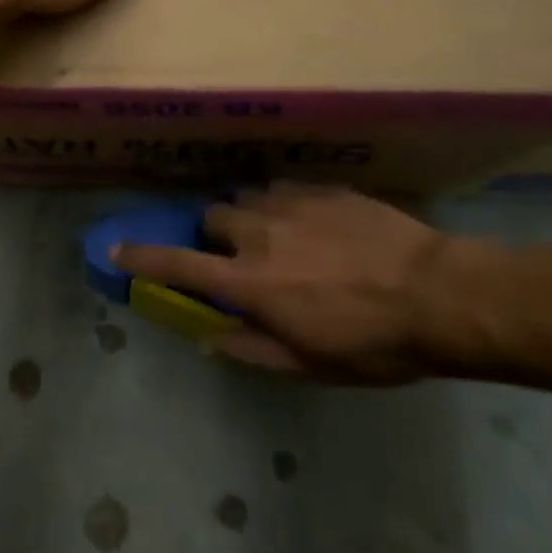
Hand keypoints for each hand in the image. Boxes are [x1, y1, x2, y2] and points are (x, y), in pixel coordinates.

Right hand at [112, 185, 497, 383]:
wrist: (438, 294)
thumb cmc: (372, 343)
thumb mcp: (311, 364)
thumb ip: (252, 349)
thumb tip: (210, 339)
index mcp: (249, 282)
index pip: (178, 266)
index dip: (141, 258)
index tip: (113, 249)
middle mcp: (259, 233)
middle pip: (212, 216)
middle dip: (216, 233)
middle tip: (241, 255)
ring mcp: (291, 203)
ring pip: (248, 196)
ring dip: (251, 216)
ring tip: (281, 235)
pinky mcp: (322, 188)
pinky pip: (286, 188)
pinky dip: (285, 205)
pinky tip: (315, 223)